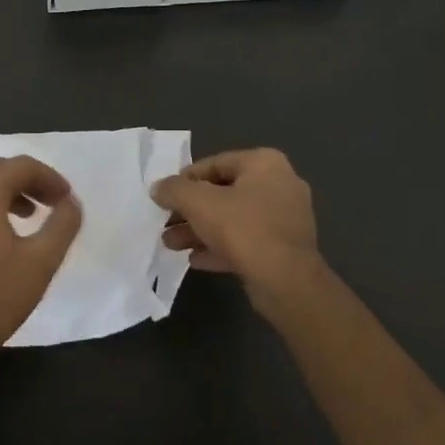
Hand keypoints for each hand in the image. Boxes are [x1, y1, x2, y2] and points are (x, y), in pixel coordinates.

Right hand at [151, 148, 323, 313]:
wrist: (286, 281)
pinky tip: (195, 260)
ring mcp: (286, 218)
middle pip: (223, 193)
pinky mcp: (285, 248)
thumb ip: (174, 190)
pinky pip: (246, 241)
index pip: (215, 163)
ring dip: (200, 231)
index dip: (185, 179)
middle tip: (166, 223)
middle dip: (190, 210)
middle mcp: (280, 185)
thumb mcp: (198, 203)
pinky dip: (220, 247)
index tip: (165, 196)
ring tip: (171, 244)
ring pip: (233, 220)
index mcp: (264, 163)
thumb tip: (158, 187)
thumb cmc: (242, 228)